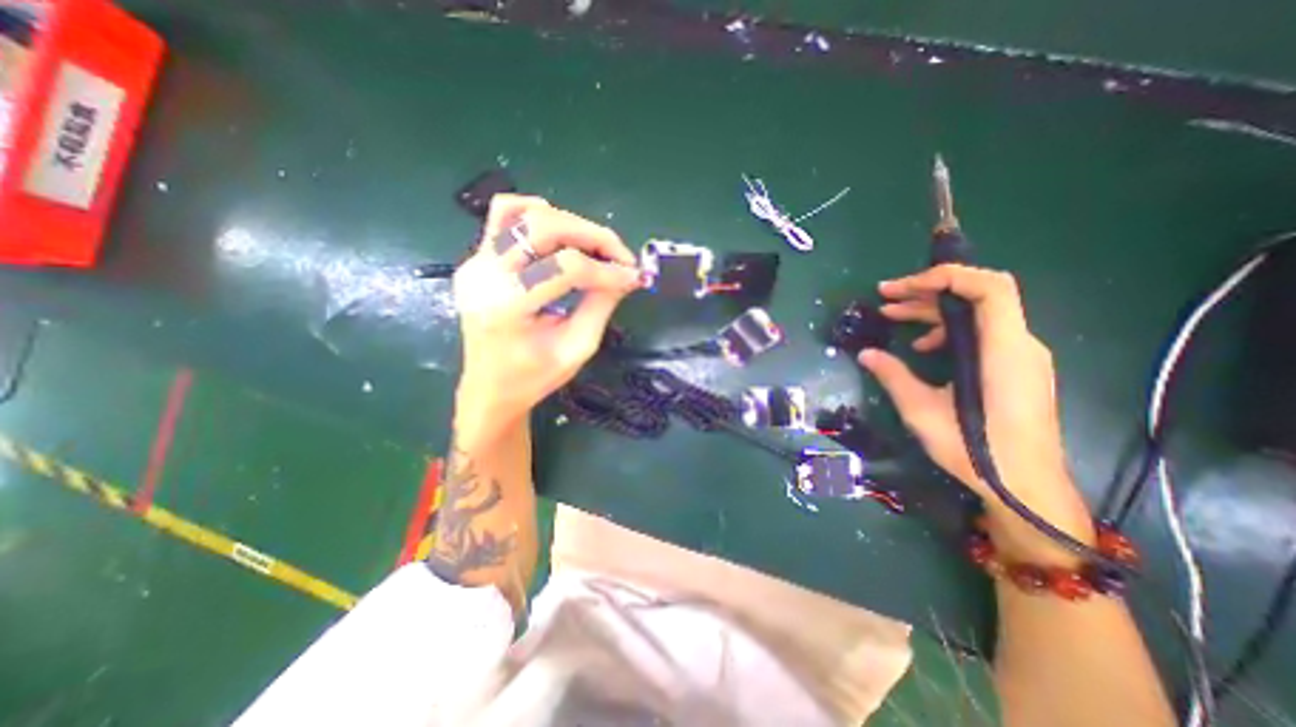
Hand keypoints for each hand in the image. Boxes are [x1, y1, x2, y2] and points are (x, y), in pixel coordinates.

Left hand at [451, 194, 637, 441]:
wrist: (489, 389)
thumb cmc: (533, 378)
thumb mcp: (577, 348)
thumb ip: (601, 305)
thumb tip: (627, 274)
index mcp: (507, 307)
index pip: (566, 267)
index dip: (606, 270)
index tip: (633, 278)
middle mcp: (484, 275)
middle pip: (544, 227)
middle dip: (593, 236)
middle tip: (621, 256)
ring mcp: (475, 262)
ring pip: (524, 214)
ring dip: (569, 224)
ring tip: (594, 248)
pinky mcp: (477, 259)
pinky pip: (504, 218)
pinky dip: (536, 215)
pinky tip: (560, 236)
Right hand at [857, 263, 1089, 552]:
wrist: (1025, 487)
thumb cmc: (976, 451)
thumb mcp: (922, 411)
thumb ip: (894, 376)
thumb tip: (865, 354)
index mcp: (1003, 351)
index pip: (990, 288)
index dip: (947, 276)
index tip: (904, 287)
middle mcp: (1020, 345)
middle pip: (978, 296)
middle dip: (928, 290)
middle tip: (885, 296)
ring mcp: (1020, 356)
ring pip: (977, 314)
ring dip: (933, 310)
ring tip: (893, 316)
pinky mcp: (1015, 368)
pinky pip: (981, 334)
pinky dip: (947, 330)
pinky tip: (921, 347)